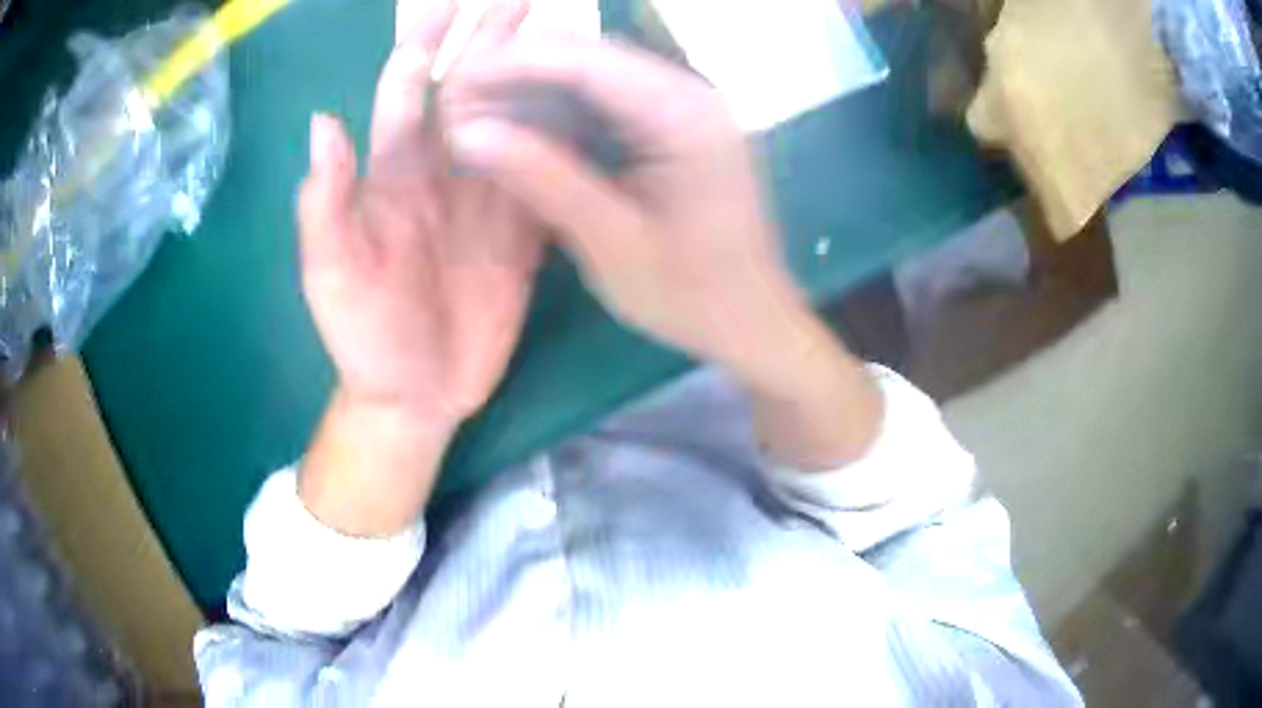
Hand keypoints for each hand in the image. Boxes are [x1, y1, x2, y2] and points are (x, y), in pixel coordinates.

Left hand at [297, 0, 541, 535]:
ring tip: (573, 40)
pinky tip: (594, 113)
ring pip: (516, 125)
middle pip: (471, 92)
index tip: (454, 2)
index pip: (409, 92)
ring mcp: (488, 201)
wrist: (414, 396)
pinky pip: (547, 179)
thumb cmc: (364, 338)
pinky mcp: (523, 234)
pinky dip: (568, 145)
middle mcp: (443, 173)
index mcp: (393, 176)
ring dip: (541, 79)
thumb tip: (324, 123)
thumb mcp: (333, 277)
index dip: (426, 44)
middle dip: (493, 41)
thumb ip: (327, 205)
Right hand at [444, 38, 834, 396]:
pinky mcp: (674, 126)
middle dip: (519, 71)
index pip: (586, 61)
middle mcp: (689, 94)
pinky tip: (522, 129)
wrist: (753, 319)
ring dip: (535, 89)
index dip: (513, 63)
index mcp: (685, 116)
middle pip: (590, 57)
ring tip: (478, 114)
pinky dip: (561, 111)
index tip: (453, 81)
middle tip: (457, 102)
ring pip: (594, 74)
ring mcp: (684, 107)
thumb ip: (543, 179)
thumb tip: (467, 133)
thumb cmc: (692, 295)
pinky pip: (607, 101)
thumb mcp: (612, 243)